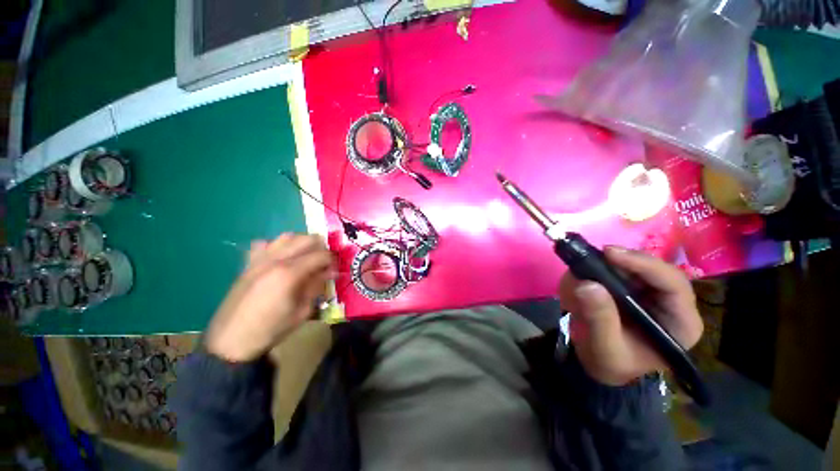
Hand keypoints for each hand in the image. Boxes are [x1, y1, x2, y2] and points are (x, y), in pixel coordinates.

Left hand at [205, 234, 333, 361]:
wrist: (231, 341)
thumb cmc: (271, 329)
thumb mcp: (302, 311)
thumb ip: (317, 286)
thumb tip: (330, 272)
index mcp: (290, 273)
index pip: (321, 254)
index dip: (332, 261)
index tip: (334, 271)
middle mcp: (276, 260)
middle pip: (306, 239)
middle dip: (321, 247)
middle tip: (324, 262)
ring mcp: (259, 259)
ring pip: (287, 236)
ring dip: (301, 243)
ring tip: (305, 257)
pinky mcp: (248, 264)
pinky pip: (265, 244)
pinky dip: (277, 246)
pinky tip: (280, 259)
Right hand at [558, 246, 702, 385]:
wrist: (602, 364)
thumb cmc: (609, 362)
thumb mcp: (604, 347)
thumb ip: (599, 318)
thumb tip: (586, 284)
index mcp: (680, 323)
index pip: (673, 284)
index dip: (644, 265)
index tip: (609, 254)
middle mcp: (672, 304)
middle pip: (656, 269)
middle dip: (624, 261)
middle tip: (594, 255)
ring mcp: (653, 294)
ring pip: (637, 266)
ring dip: (610, 264)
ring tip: (585, 266)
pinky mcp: (634, 289)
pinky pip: (620, 269)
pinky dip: (601, 268)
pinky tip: (586, 273)